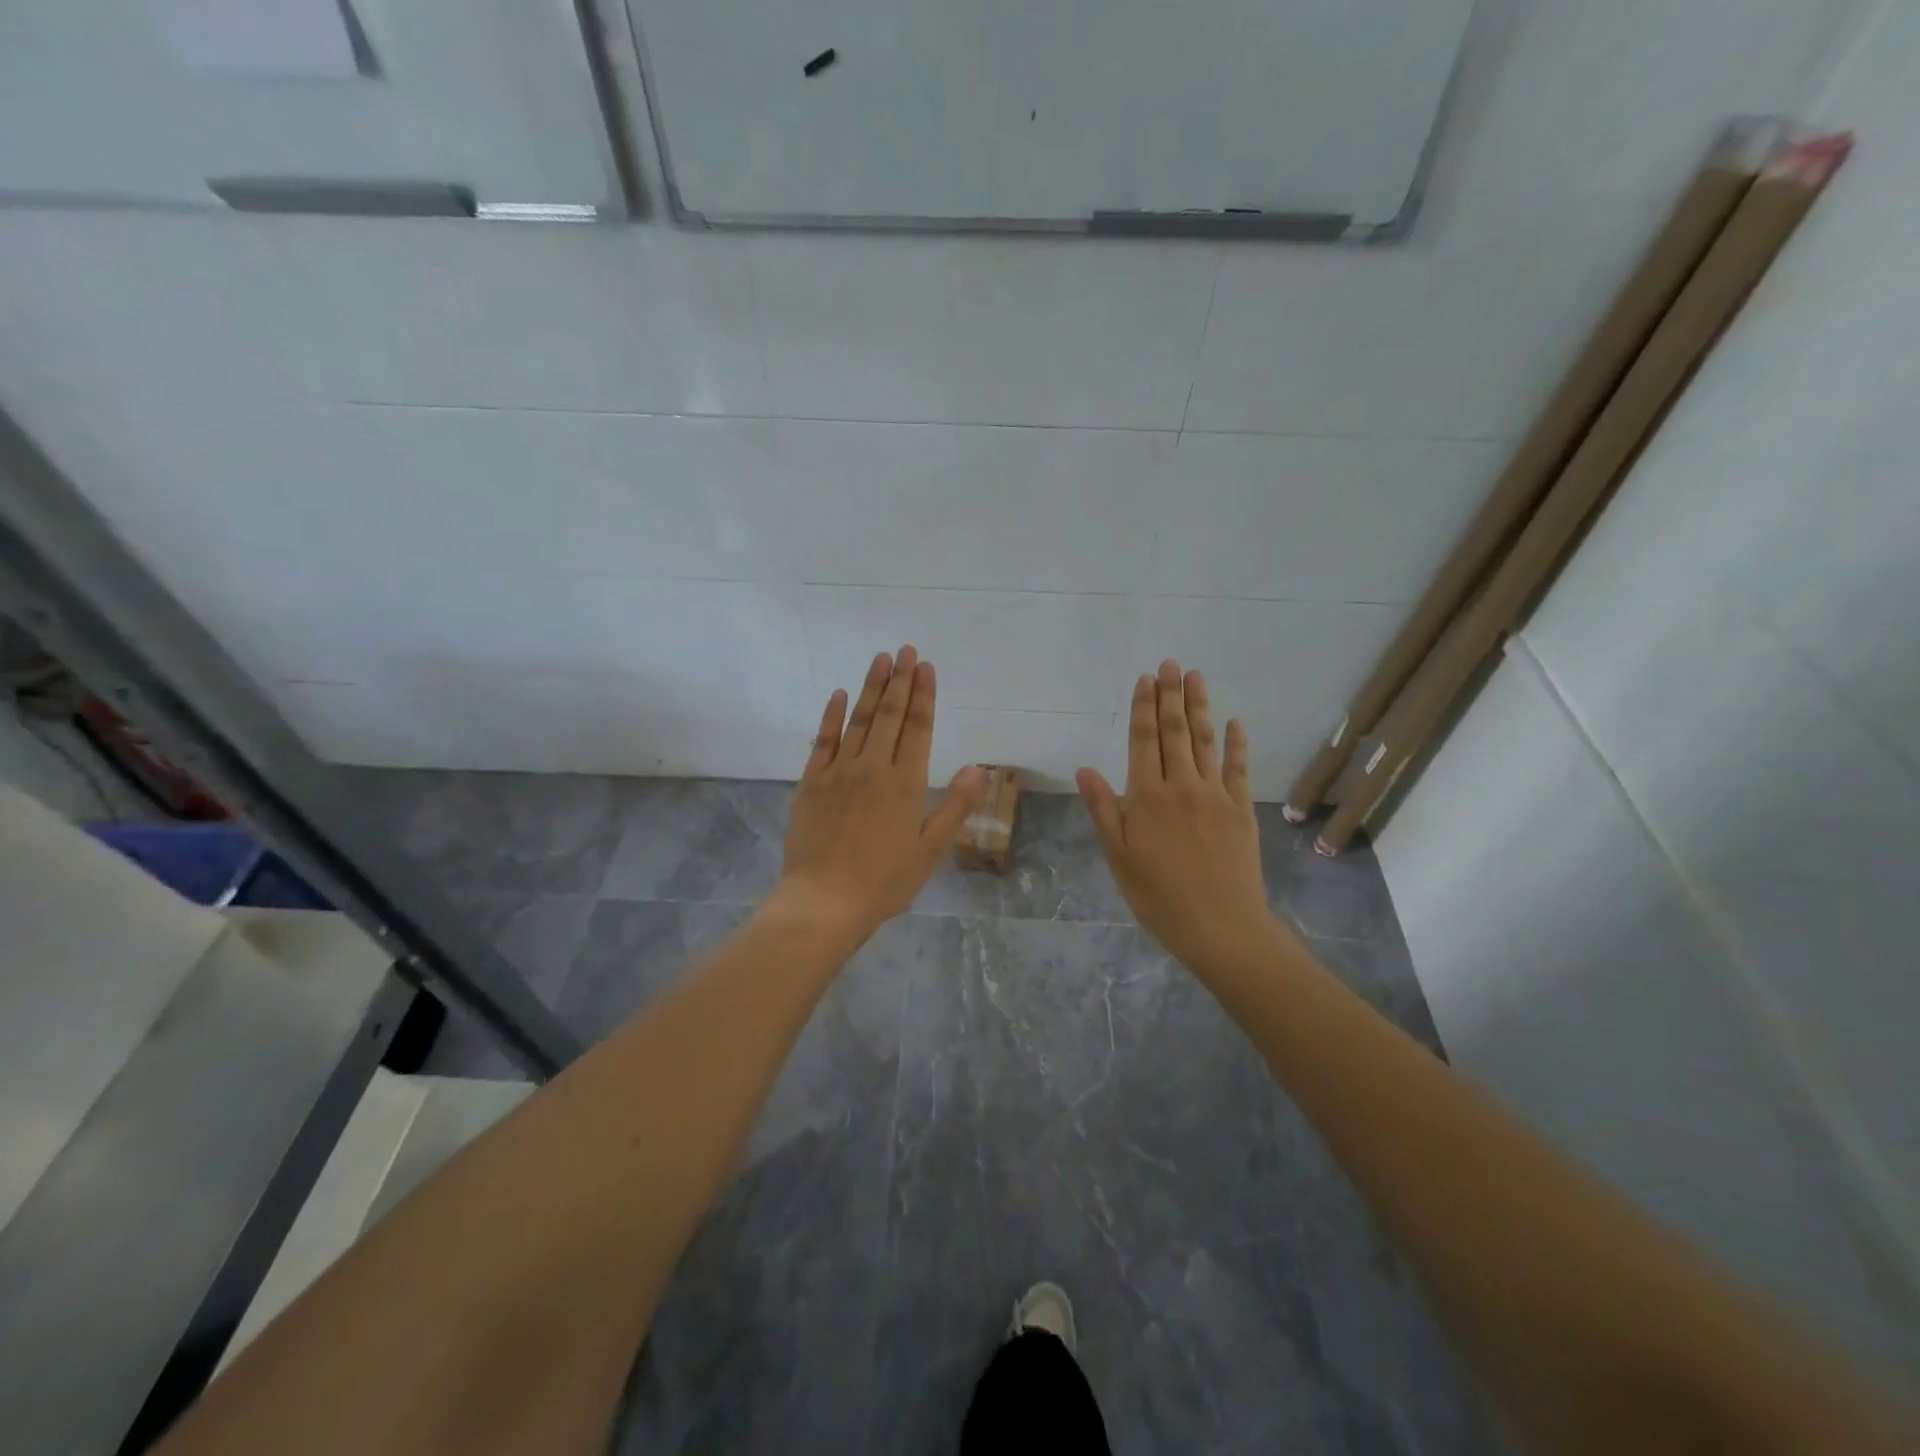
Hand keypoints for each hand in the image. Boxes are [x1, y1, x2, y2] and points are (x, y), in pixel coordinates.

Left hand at [772, 646, 985, 940]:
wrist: (825, 902)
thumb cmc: (885, 882)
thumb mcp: (930, 850)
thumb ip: (955, 806)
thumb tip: (979, 769)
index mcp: (905, 784)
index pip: (918, 729)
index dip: (923, 696)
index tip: (926, 666)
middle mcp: (873, 768)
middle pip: (889, 716)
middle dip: (899, 680)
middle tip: (905, 650)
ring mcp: (839, 772)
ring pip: (859, 720)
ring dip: (871, 688)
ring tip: (880, 659)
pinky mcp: (811, 782)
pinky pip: (823, 740)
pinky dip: (832, 715)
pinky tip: (839, 694)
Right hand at [1077, 661, 1282, 972]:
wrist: (1220, 926)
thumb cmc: (1158, 896)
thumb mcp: (1118, 857)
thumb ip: (1104, 810)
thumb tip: (1085, 769)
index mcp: (1147, 797)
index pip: (1144, 741)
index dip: (1143, 708)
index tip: (1145, 680)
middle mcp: (1181, 786)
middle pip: (1175, 732)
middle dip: (1170, 695)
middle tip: (1170, 664)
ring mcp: (1215, 795)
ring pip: (1205, 742)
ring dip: (1200, 707)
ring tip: (1196, 677)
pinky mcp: (1241, 809)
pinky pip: (1238, 768)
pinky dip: (1236, 743)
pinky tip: (1235, 722)